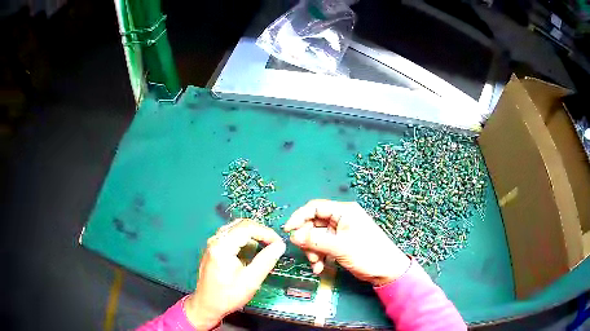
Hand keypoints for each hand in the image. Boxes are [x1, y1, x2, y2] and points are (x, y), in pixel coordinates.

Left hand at [185, 219, 285, 328]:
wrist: (207, 305)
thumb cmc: (228, 295)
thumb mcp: (251, 280)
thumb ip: (266, 260)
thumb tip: (280, 245)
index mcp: (222, 246)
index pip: (247, 227)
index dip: (266, 232)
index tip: (279, 243)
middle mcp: (215, 240)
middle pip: (240, 225)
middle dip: (260, 232)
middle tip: (274, 244)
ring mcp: (212, 244)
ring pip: (235, 229)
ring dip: (252, 235)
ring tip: (265, 248)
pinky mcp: (213, 249)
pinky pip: (230, 237)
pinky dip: (244, 240)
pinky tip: (251, 253)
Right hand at [284, 200, 409, 286]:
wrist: (386, 271)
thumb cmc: (368, 254)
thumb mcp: (341, 247)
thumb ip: (315, 241)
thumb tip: (293, 236)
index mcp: (344, 212)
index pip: (315, 208)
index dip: (299, 217)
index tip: (288, 231)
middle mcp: (340, 219)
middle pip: (313, 224)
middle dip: (307, 240)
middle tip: (306, 254)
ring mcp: (340, 232)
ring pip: (316, 237)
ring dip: (312, 251)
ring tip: (316, 265)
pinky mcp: (340, 244)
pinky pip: (322, 246)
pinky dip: (319, 256)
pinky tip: (320, 268)